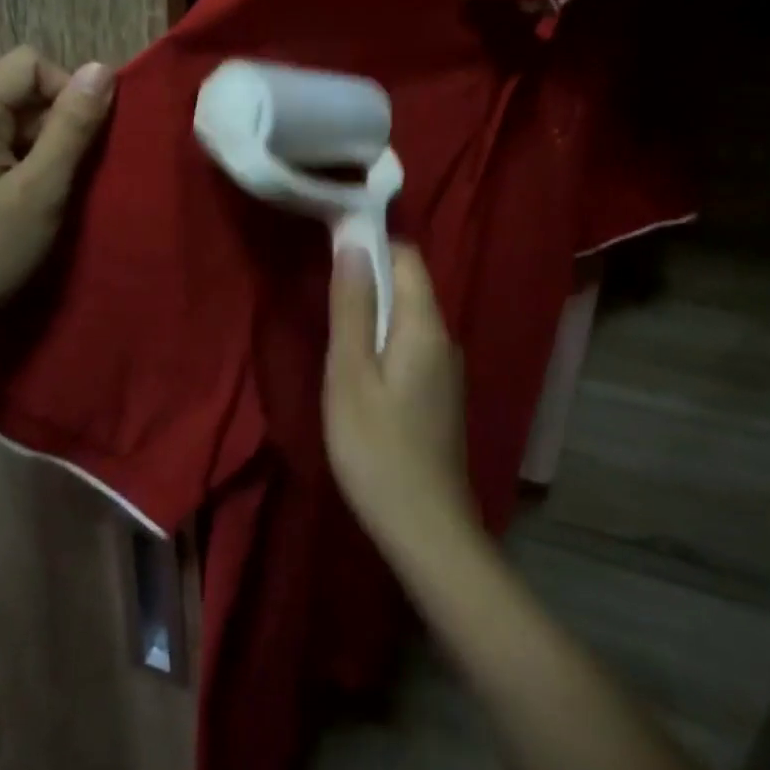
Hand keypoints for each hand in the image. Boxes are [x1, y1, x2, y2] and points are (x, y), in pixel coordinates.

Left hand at [0, 46, 114, 347]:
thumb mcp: (41, 190)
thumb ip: (72, 127)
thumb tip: (102, 69)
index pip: (29, 64)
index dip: (67, 91)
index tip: (84, 142)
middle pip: (19, 90)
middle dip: (55, 124)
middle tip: (68, 176)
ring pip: (11, 119)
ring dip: (42, 147)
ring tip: (48, 194)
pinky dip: (22, 162)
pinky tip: (26, 200)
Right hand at [324, 244, 473, 550]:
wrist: (426, 529)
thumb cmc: (377, 449)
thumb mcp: (350, 373)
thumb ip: (352, 306)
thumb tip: (353, 242)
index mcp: (425, 325)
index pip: (406, 255)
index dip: (371, 240)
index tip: (331, 240)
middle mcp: (444, 337)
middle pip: (409, 283)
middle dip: (369, 273)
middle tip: (322, 284)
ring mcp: (446, 368)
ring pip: (409, 316)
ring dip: (373, 307)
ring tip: (334, 321)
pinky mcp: (440, 393)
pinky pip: (411, 343)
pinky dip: (384, 336)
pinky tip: (358, 362)